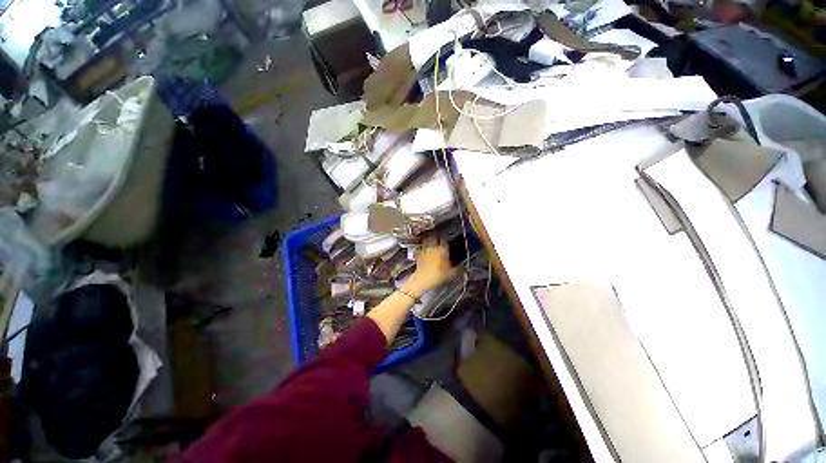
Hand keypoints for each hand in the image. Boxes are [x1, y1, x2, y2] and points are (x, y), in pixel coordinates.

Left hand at [405, 236, 455, 295]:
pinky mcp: (418, 254)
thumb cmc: (438, 276)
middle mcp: (433, 247)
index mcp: (443, 250)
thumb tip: (462, 267)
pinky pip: (420, 248)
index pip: (444, 239)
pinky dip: (422, 248)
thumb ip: (457, 268)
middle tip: (439, 240)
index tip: (447, 240)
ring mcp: (425, 250)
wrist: (423, 279)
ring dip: (428, 240)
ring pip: (426, 240)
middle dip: (436, 237)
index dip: (446, 239)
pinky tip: (423, 250)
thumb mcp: (451, 273)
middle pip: (434, 237)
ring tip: (431, 242)